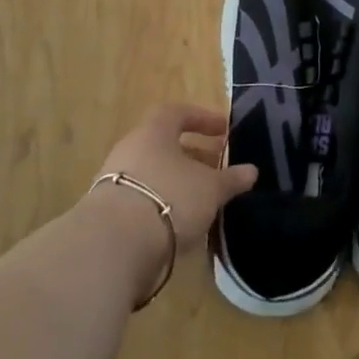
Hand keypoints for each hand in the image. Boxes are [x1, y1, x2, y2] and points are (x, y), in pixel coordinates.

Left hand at [90, 104, 257, 252]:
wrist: (114, 245)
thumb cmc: (170, 198)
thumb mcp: (210, 188)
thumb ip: (231, 179)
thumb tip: (251, 171)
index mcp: (153, 132)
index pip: (177, 113)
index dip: (202, 118)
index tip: (223, 130)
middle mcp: (130, 149)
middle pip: (164, 144)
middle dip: (193, 154)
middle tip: (216, 167)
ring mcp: (114, 180)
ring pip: (153, 172)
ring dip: (177, 181)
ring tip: (201, 198)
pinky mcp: (107, 212)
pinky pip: (141, 198)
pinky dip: (162, 203)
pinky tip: (179, 222)